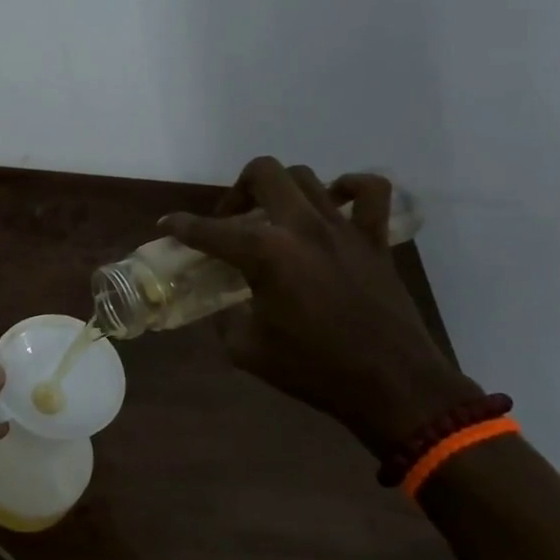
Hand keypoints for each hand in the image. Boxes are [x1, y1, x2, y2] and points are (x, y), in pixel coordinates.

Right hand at [163, 158, 478, 457]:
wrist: (392, 386)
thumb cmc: (313, 370)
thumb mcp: (247, 349)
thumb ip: (226, 318)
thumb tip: (223, 306)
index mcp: (265, 254)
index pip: (210, 230)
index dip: (181, 226)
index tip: (167, 225)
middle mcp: (301, 227)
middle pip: (262, 174)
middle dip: (236, 190)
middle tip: (231, 220)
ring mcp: (343, 228)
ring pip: (306, 177)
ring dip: (281, 190)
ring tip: (274, 217)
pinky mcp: (374, 240)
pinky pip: (371, 192)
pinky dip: (351, 188)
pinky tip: (334, 204)